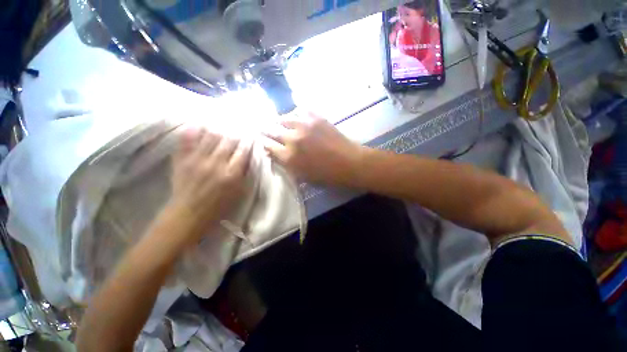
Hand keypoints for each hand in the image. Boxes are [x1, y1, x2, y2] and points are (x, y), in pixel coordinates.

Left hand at [165, 127, 252, 244]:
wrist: (189, 214)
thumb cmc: (219, 206)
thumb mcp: (239, 192)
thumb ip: (244, 173)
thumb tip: (248, 157)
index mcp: (232, 173)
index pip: (243, 151)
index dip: (248, 141)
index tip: (251, 135)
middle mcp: (216, 163)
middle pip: (228, 140)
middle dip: (236, 132)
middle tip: (239, 127)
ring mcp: (197, 160)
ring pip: (210, 136)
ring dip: (219, 128)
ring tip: (223, 123)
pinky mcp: (182, 160)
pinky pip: (188, 140)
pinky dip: (193, 130)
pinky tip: (199, 123)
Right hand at [263, 113, 362, 185]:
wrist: (350, 163)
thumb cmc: (327, 175)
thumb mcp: (303, 176)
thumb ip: (287, 164)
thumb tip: (276, 154)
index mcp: (289, 157)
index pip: (268, 146)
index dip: (263, 143)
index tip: (262, 140)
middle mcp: (292, 139)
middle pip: (272, 130)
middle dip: (266, 130)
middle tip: (265, 129)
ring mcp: (304, 125)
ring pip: (284, 118)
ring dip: (280, 121)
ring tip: (280, 122)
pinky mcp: (316, 117)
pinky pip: (300, 111)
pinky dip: (296, 114)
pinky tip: (297, 118)